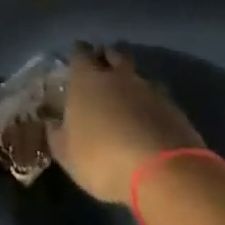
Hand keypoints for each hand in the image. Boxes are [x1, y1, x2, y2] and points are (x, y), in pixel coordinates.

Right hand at [50, 45, 203, 204]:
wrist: (162, 171)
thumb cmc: (103, 158)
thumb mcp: (68, 155)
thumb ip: (57, 135)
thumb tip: (52, 122)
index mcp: (87, 79)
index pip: (79, 53)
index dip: (77, 55)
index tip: (75, 62)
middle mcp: (117, 75)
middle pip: (113, 53)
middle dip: (107, 57)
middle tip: (102, 71)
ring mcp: (148, 88)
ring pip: (136, 74)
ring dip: (130, 81)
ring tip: (126, 98)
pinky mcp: (173, 106)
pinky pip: (156, 96)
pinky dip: (149, 103)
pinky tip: (147, 119)